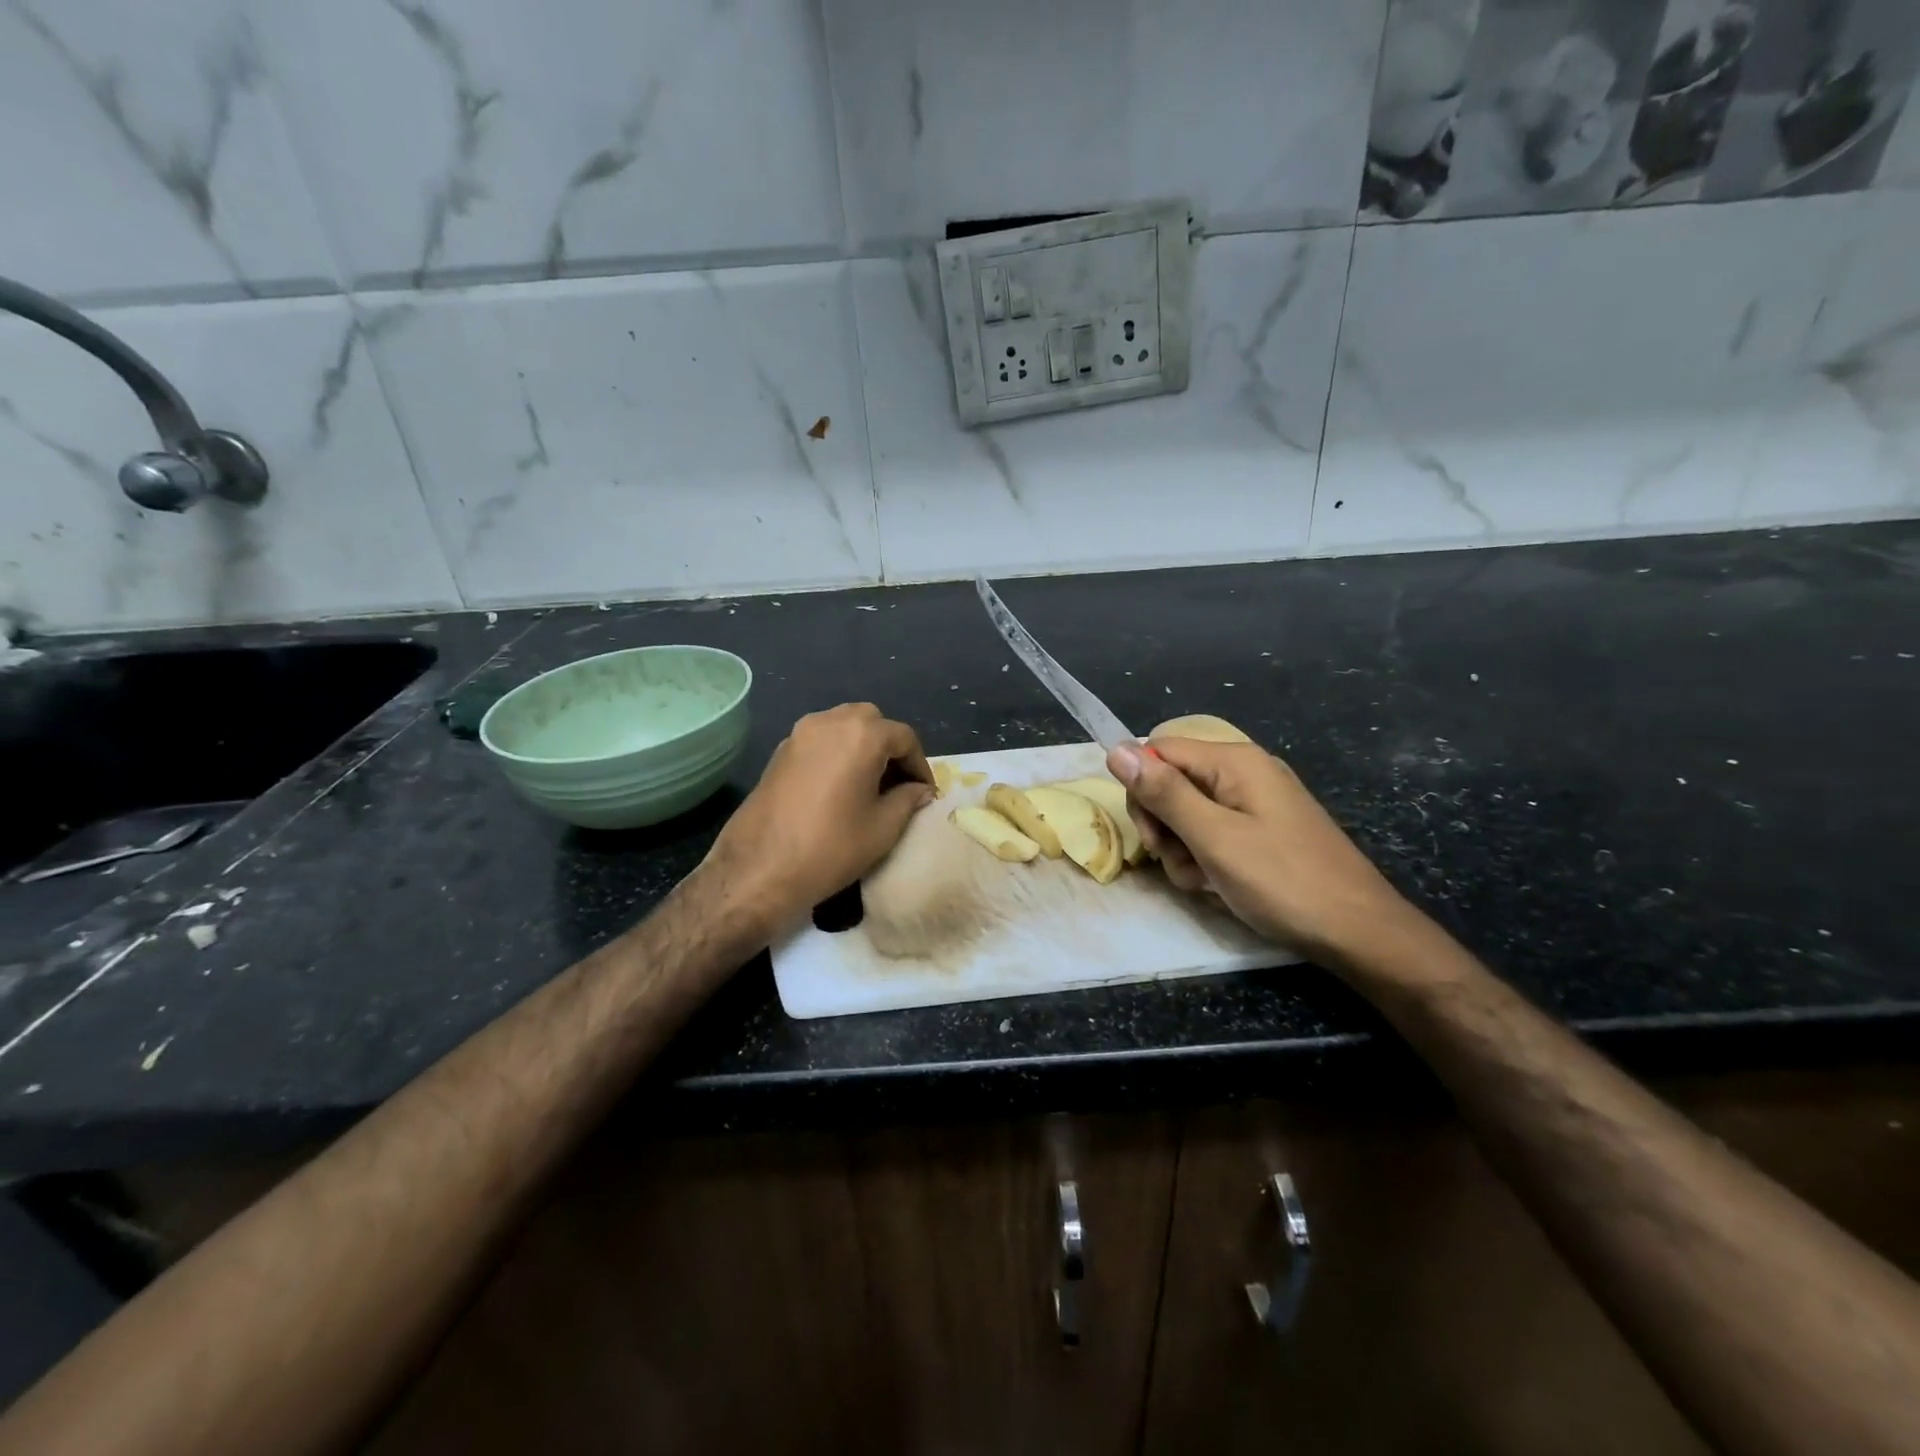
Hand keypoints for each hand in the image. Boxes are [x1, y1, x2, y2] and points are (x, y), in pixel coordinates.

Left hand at [701, 703, 933, 940]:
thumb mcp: (883, 828)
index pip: (904, 737)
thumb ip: (908, 800)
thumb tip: (920, 790)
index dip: (920, 764)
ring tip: (871, 784)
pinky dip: (837, 752)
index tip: (925, 793)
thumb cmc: (831, 848)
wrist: (759, 870)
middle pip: (872, 721)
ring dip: (862, 746)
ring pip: (843, 726)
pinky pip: (820, 740)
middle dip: (890, 747)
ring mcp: (799, 734)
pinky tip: (840, 786)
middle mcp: (829, 722)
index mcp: (861, 735)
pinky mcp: (779, 752)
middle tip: (899, 783)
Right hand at [1107, 736, 1417, 965]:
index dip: (1143, 789)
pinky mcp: (1261, 830)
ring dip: (1182, 848)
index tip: (1152, 834)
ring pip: (1187, 813)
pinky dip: (1205, 858)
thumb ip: (1164, 793)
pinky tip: (1217, 884)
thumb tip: (1116, 749)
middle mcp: (1243, 772)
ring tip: (1204, 879)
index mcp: (1234, 761)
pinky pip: (1213, 832)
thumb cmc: (1282, 881)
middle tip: (1175, 859)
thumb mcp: (1214, 837)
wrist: (1357, 931)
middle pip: (1171, 782)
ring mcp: (1254, 802)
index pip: (1159, 751)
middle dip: (1162, 823)